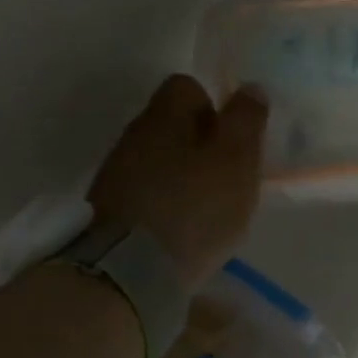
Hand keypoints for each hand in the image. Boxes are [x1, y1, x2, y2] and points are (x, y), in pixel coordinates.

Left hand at [88, 75, 267, 288]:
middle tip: (226, 177)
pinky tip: (181, 230)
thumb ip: (246, 121)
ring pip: (157, 160)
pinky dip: (164, 204)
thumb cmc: (194, 206)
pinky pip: (145, 193)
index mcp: (164, 114)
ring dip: (181, 176)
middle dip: (199, 144)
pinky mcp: (107, 210)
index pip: (186, 86)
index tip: (232, 139)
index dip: (213, 105)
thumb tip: (250, 87)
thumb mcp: (236, 160)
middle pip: (170, 125)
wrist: (128, 271)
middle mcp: (133, 135)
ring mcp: (115, 174)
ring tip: (206, 209)